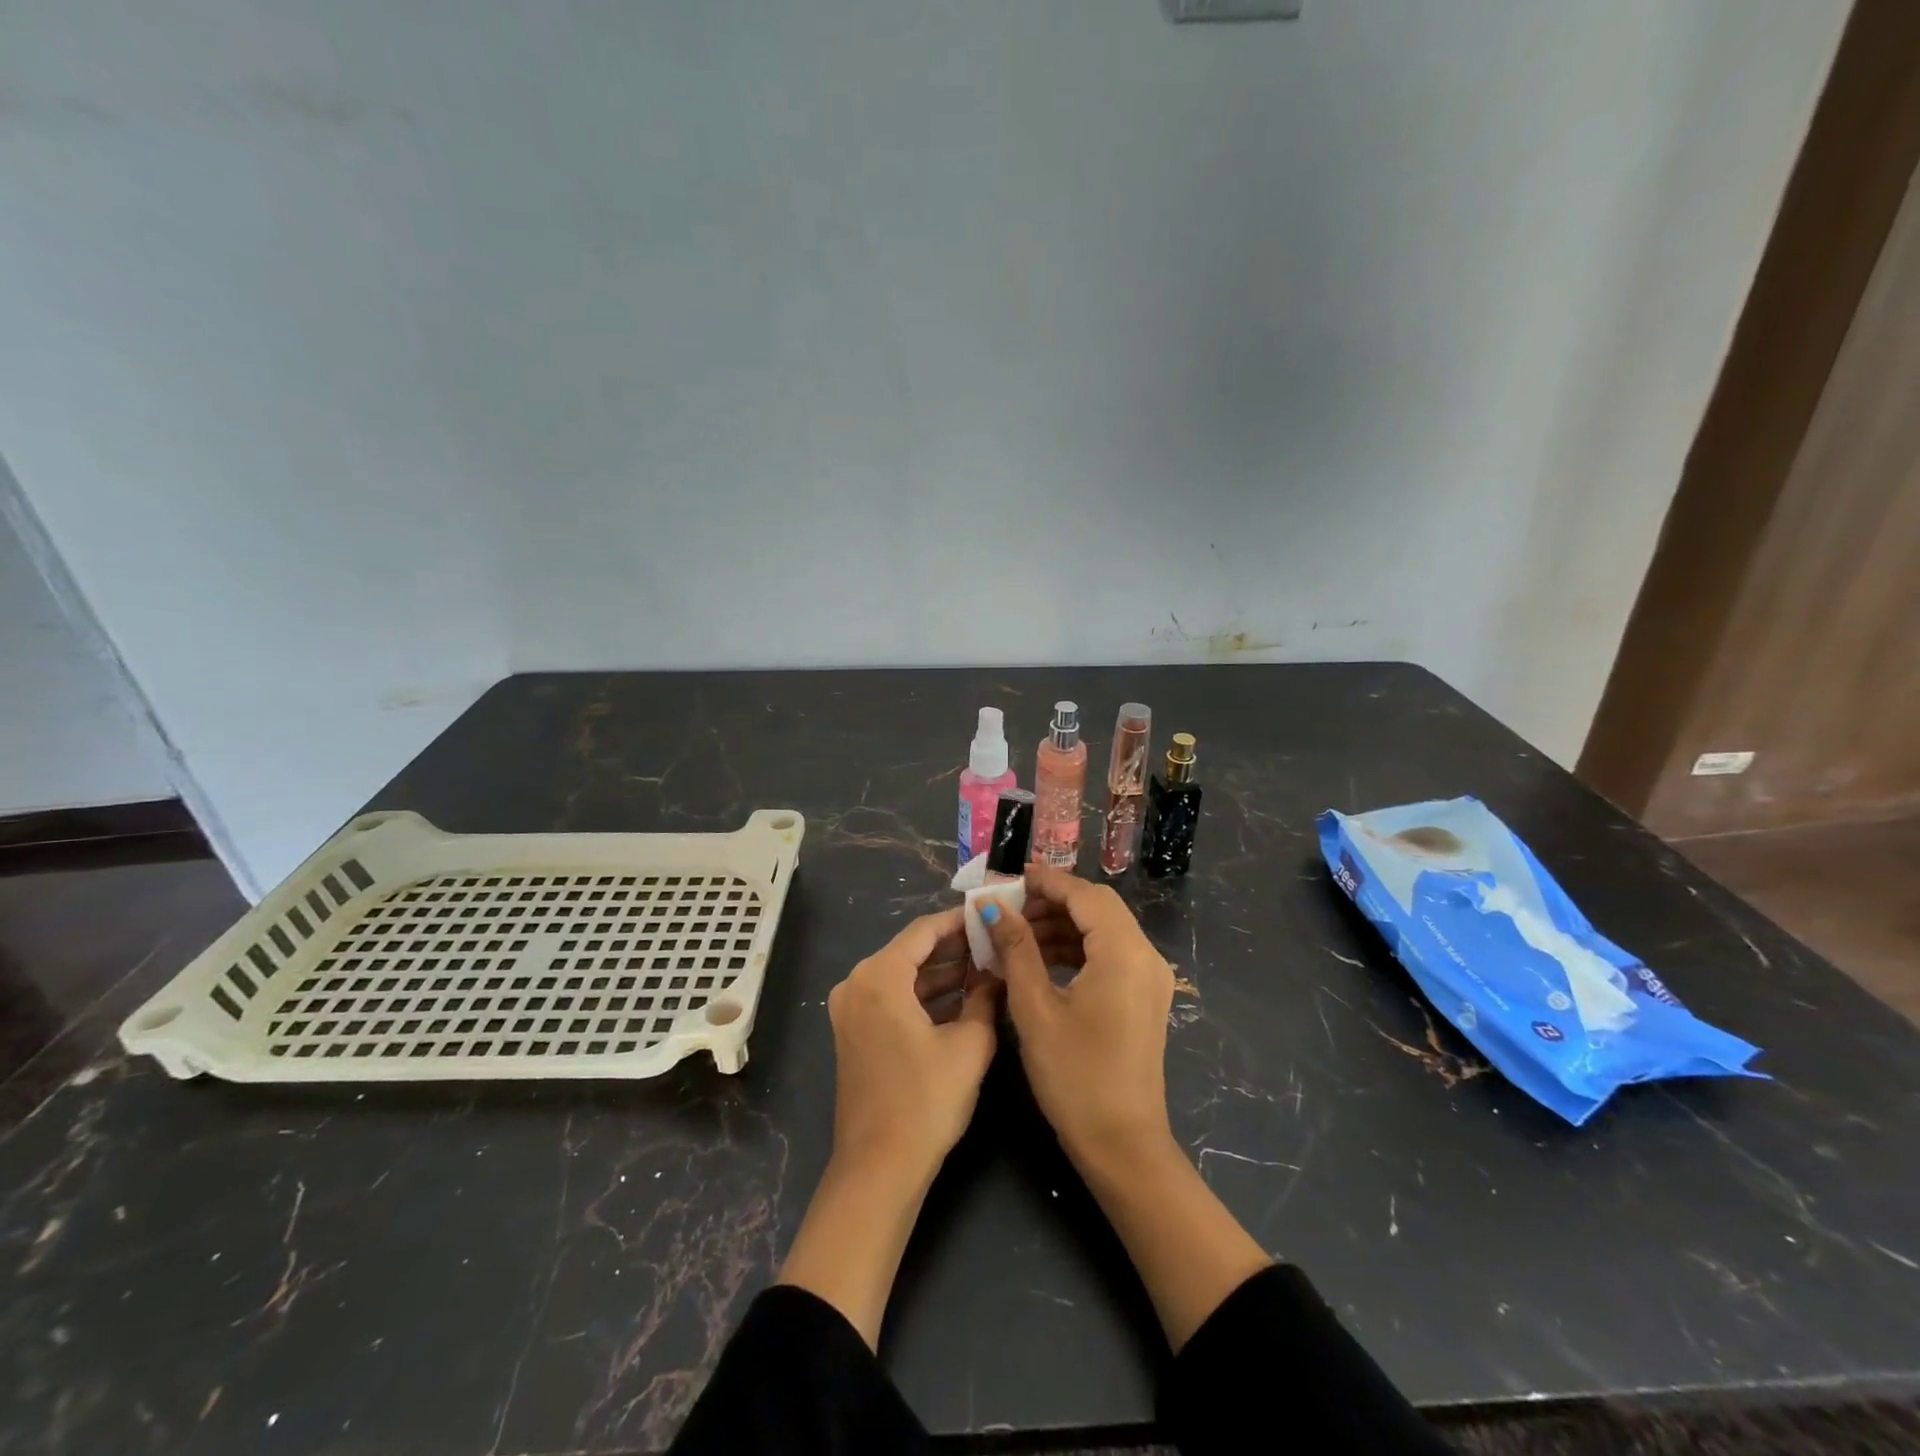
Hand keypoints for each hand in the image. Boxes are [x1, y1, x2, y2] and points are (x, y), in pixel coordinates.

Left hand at [827, 906, 1000, 1181]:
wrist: (880, 1168)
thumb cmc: (926, 1101)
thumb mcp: (969, 1045)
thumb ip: (985, 997)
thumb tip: (997, 971)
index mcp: (879, 975)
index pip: (924, 930)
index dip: (960, 921)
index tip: (992, 915)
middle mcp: (856, 982)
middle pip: (911, 950)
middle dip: (954, 947)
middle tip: (995, 941)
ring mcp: (851, 1008)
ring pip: (903, 974)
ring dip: (941, 972)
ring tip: (986, 967)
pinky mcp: (854, 1031)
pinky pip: (893, 997)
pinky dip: (924, 995)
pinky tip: (961, 997)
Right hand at [985, 870, 1270, 1351]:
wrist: (1122, 1146)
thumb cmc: (1075, 1076)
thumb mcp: (1035, 1008)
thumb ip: (1015, 949)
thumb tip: (992, 907)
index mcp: (1124, 952)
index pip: (1084, 895)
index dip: (1046, 881)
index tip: (1009, 876)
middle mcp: (1145, 956)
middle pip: (1098, 907)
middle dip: (1053, 901)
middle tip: (1009, 907)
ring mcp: (1149, 978)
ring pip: (1104, 930)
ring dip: (1063, 924)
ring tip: (1018, 933)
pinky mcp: (1144, 997)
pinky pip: (1109, 954)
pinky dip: (1077, 947)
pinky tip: (1042, 959)